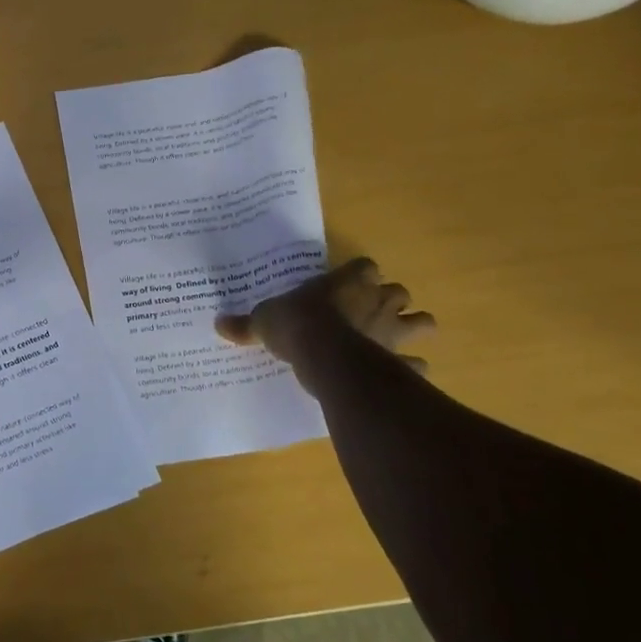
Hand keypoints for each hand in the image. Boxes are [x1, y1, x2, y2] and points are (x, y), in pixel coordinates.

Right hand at [216, 257, 435, 376]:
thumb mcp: (264, 320)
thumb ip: (246, 323)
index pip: (366, 267)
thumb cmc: (298, 326)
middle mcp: (378, 301)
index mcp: (349, 281)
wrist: (326, 358)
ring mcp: (394, 331)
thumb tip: (218, 324)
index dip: (359, 275)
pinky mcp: (400, 361)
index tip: (347, 284)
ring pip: (422, 323)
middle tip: (370, 312)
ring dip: (413, 328)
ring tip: (396, 338)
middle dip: (390, 301)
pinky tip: (401, 374)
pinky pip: (417, 364)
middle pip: (399, 292)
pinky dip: (412, 368)